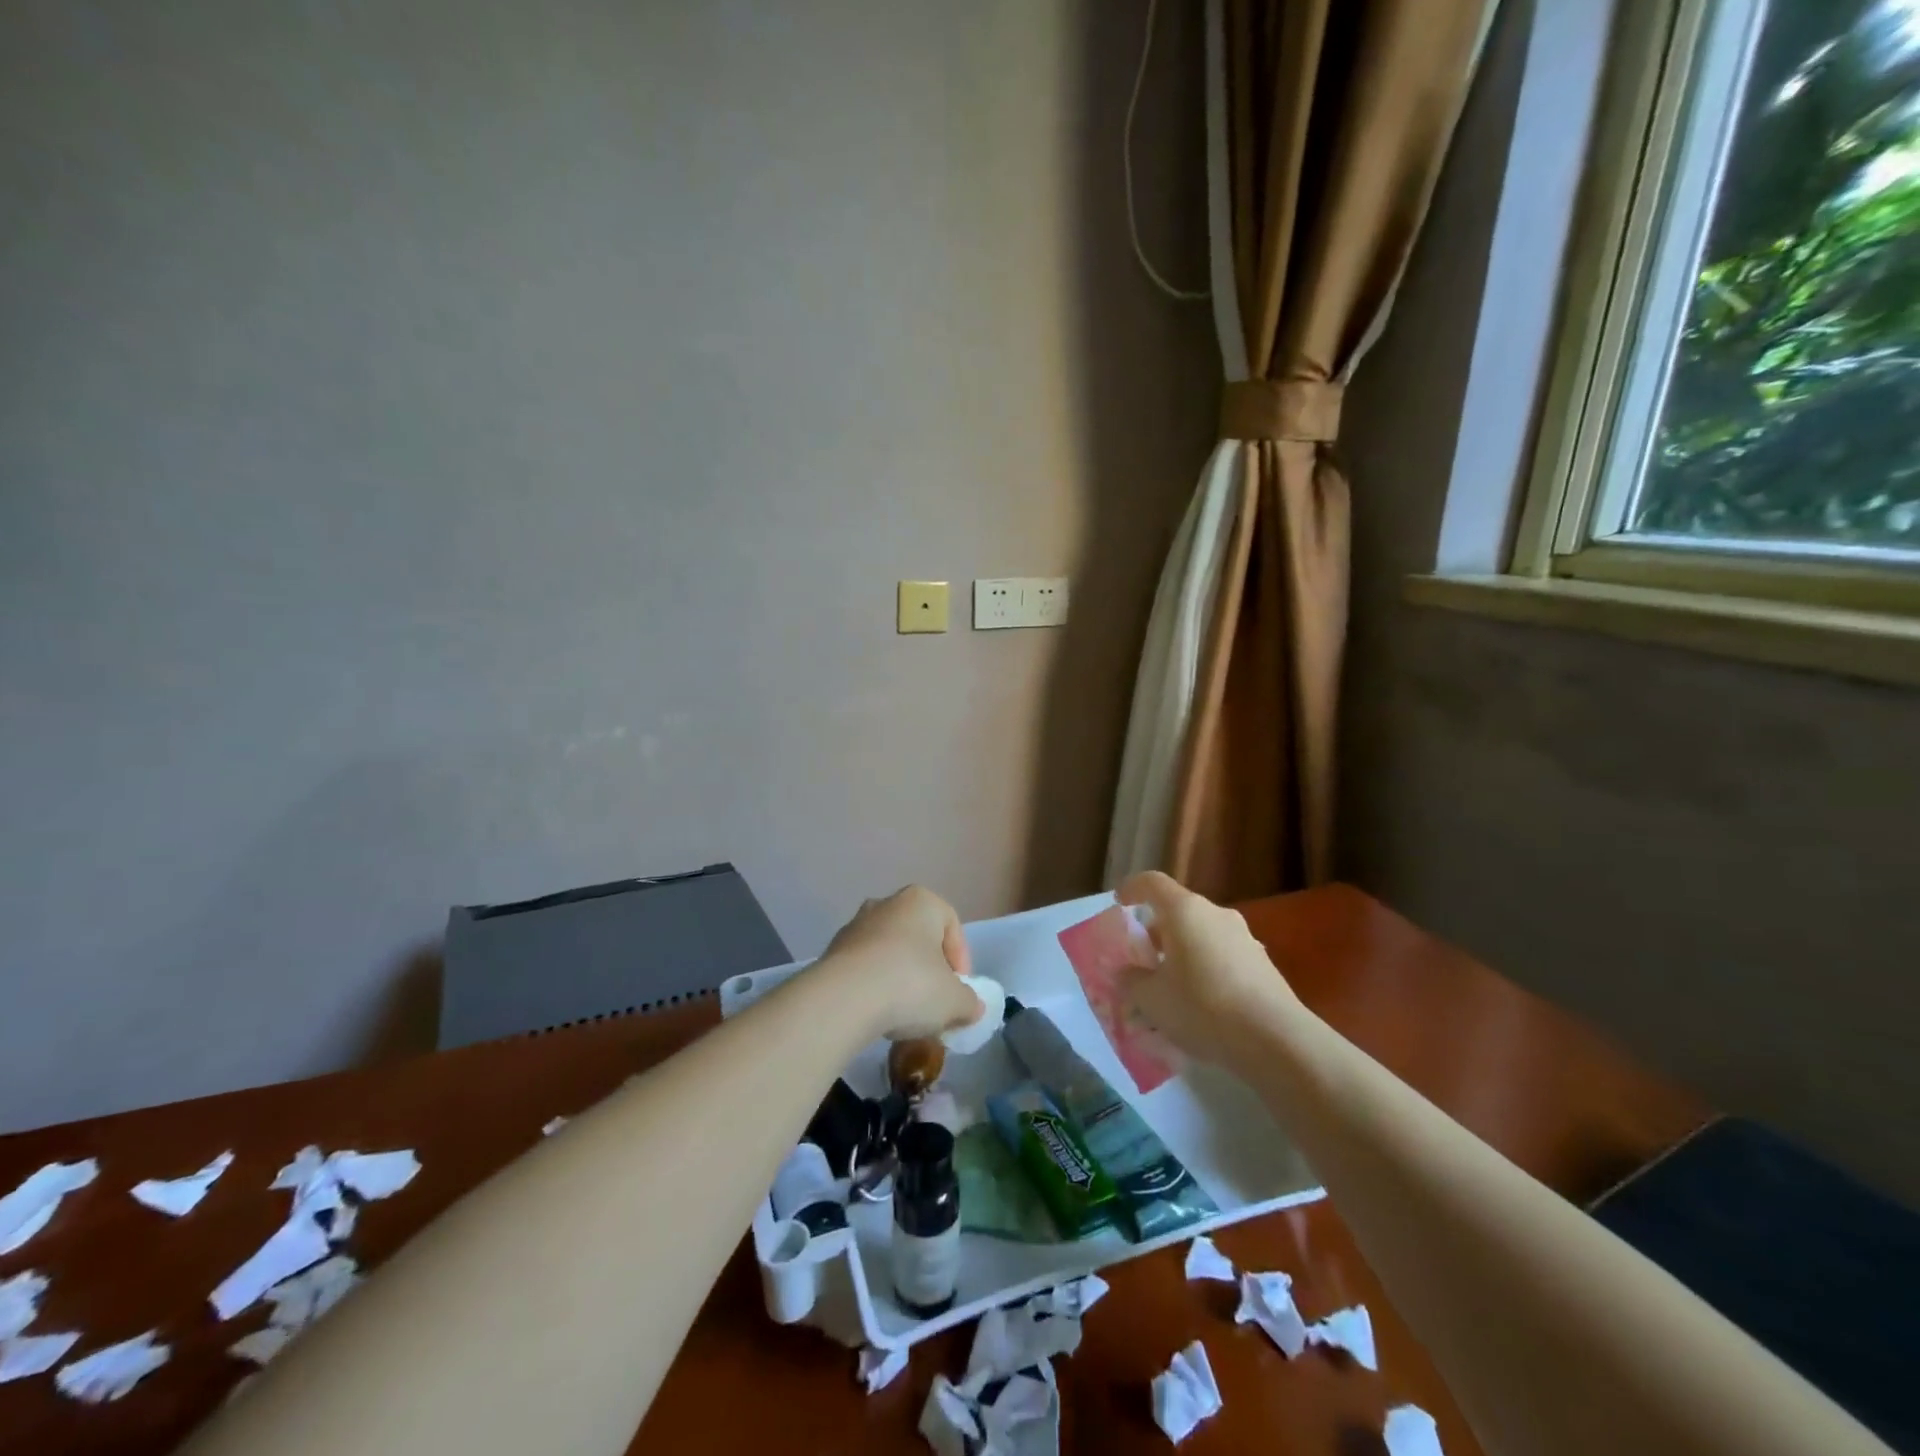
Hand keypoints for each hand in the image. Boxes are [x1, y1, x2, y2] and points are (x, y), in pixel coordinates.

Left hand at [822, 886, 983, 1040]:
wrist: (843, 999)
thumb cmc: (911, 985)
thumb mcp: (955, 1001)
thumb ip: (970, 1002)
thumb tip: (971, 1007)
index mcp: (921, 901)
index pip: (952, 926)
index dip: (961, 961)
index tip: (959, 992)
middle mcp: (886, 903)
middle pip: (918, 938)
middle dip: (929, 970)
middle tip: (934, 1002)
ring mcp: (855, 925)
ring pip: (889, 952)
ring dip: (900, 979)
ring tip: (904, 1014)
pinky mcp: (832, 951)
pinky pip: (864, 968)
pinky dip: (874, 987)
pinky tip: (877, 1014)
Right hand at [1116, 871, 1299, 1069]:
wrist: (1277, 1040)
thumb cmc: (1202, 1007)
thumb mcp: (1150, 998)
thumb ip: (1131, 980)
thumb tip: (1128, 973)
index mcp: (1185, 911)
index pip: (1152, 883)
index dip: (1132, 888)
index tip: (1119, 903)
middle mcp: (1216, 915)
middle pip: (1178, 913)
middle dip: (1156, 934)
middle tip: (1142, 963)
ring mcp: (1245, 938)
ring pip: (1201, 937)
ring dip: (1182, 955)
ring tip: (1170, 992)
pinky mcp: (1263, 965)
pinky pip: (1222, 959)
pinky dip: (1205, 972)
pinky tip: (1202, 1007)